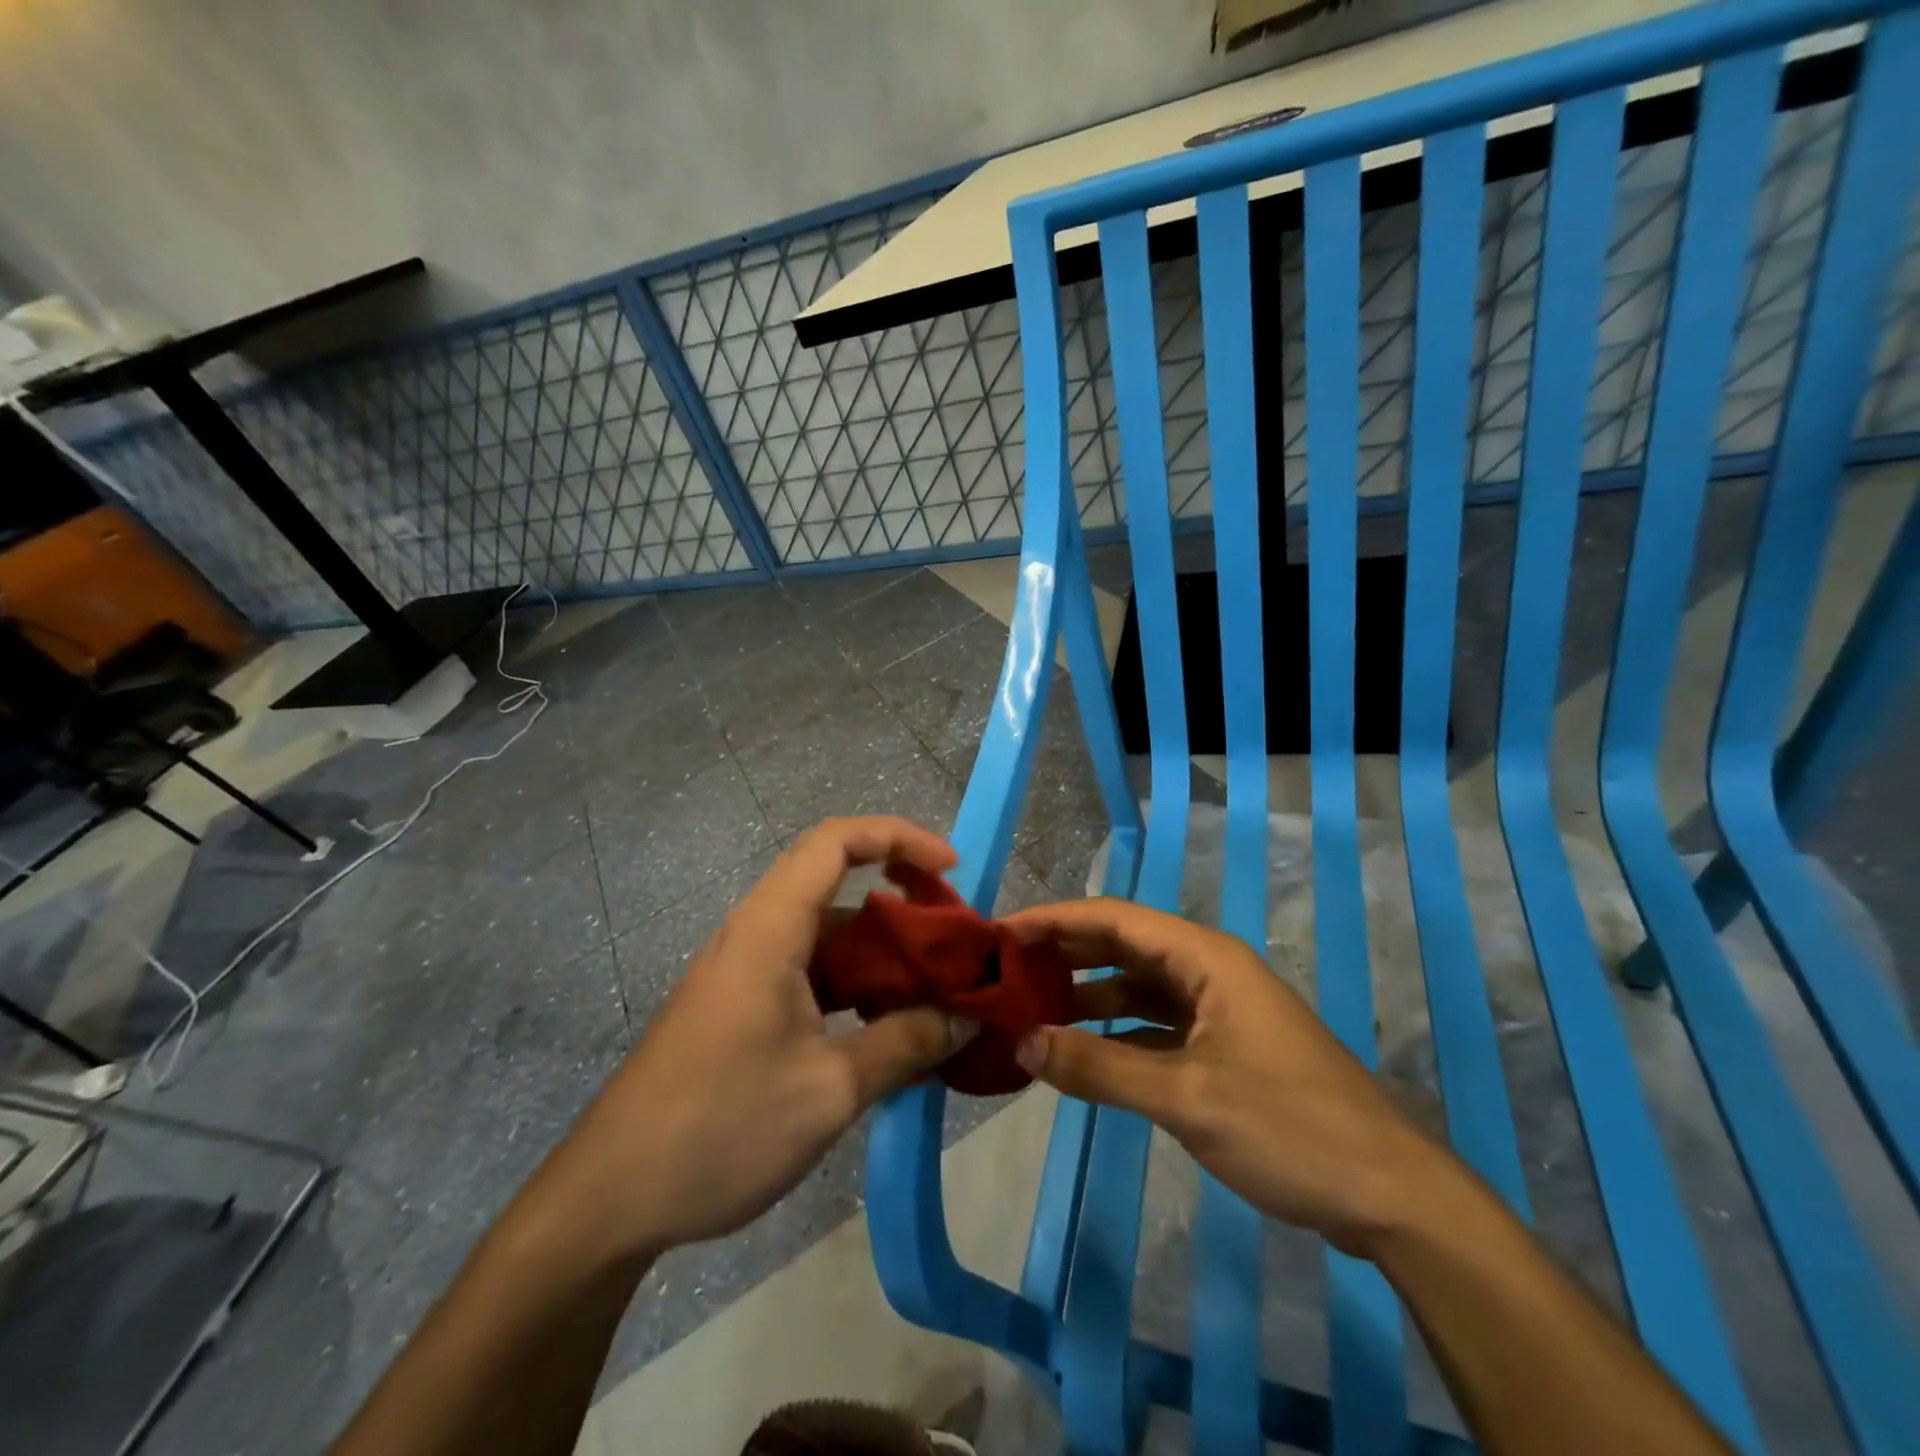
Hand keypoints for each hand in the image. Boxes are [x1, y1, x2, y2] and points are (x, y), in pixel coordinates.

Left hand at [548, 817, 976, 1263]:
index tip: (951, 869)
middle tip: (954, 937)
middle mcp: (757, 934)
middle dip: (902, 897)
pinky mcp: (743, 1007)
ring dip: (881, 950)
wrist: (610, 1200)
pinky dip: (856, 985)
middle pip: (836, 882)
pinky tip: (888, 1028)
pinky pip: (811, 973)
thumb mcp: (828, 1090)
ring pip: (828, 934)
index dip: (899, 837)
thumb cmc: (719, 1129)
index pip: (836, 842)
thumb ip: (905, 1044)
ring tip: (936, 988)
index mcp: (770, 930)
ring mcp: (747, 972)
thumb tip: (969, 1016)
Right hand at [1004, 898, 1451, 1256]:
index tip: (1002, 933)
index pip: (1114, 918)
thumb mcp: (1184, 1097)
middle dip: (1067, 952)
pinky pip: (1159, 1026)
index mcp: (1206, 959)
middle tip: (1007, 968)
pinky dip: (1119, 1034)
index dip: (1055, 919)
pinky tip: (1085, 1052)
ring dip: (1091, 995)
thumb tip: (1022, 1042)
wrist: (1393, 1197)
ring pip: (1141, 988)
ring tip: (1034, 1007)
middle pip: (1125, 946)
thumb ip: (1098, 1068)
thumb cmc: (1289, 1128)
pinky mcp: (1227, 1049)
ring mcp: (1221, 1011)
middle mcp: (1211, 971)